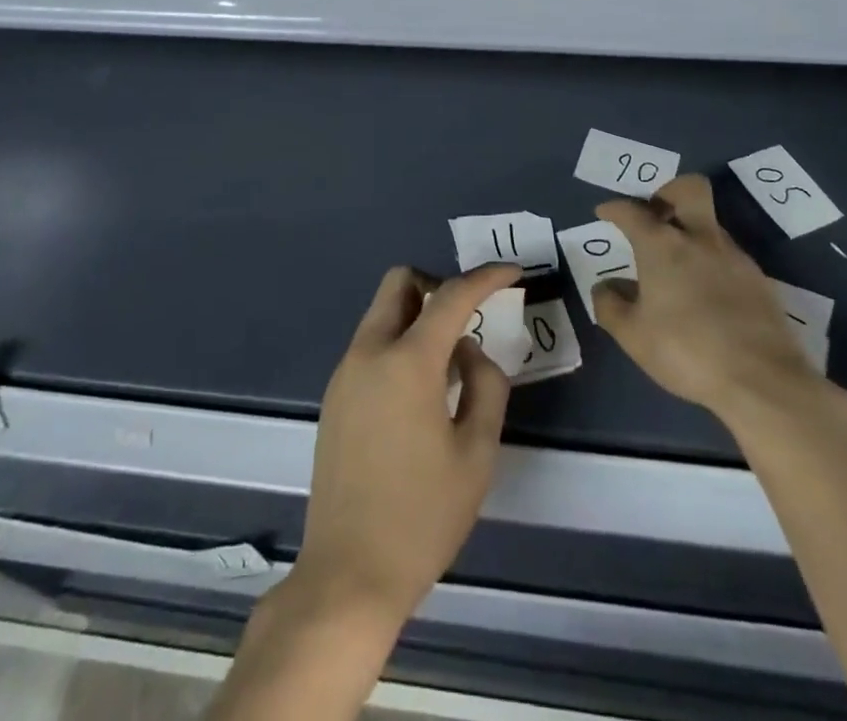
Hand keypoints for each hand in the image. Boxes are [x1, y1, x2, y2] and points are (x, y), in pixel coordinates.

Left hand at [294, 263, 520, 626]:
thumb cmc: (423, 516)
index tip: (512, 272)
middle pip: (399, 283)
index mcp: (407, 361)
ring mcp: (345, 372)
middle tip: (466, 317)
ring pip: (381, 313)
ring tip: (448, 366)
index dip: (486, 277)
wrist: (349, 574)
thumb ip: (485, 385)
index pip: (451, 296)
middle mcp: (369, 352)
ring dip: (416, 316)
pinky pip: (370, 345)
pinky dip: (398, 344)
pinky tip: (418, 394)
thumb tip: (469, 351)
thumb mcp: (477, 453)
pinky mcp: (334, 396)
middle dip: (436, 284)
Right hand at [594, 173, 823, 429]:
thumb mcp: (632, 335)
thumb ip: (610, 305)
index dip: (614, 208)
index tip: (605, 213)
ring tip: (676, 265)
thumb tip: (604, 286)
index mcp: (662, 245)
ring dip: (691, 232)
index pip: (632, 211)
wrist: (762, 380)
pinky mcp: (760, 280)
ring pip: (710, 224)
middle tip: (655, 213)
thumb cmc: (686, 350)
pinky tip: (704, 292)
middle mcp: (699, 239)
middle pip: (689, 189)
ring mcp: (734, 257)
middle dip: (668, 191)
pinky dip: (711, 261)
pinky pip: (728, 256)